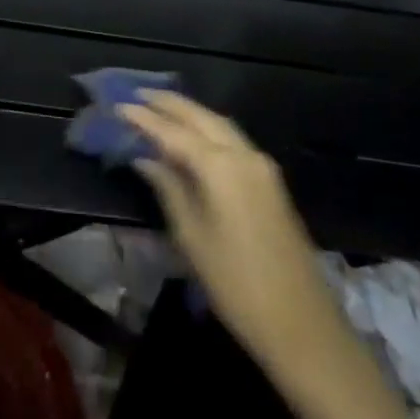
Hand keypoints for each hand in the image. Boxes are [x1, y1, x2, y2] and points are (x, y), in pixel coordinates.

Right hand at [121, 91, 347, 368]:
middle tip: (137, 94)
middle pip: (201, 117)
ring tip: (160, 107)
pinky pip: (233, 139)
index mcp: (221, 166)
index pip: (174, 131)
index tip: (118, 104)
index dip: (144, 118)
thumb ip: (168, 188)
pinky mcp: (270, 181)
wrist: (301, 324)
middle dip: (169, 103)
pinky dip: (208, 129)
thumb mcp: (191, 236)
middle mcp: (244, 154)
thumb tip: (144, 158)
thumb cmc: (236, 284)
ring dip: (190, 112)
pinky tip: (192, 135)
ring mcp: (262, 166)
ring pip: (220, 124)